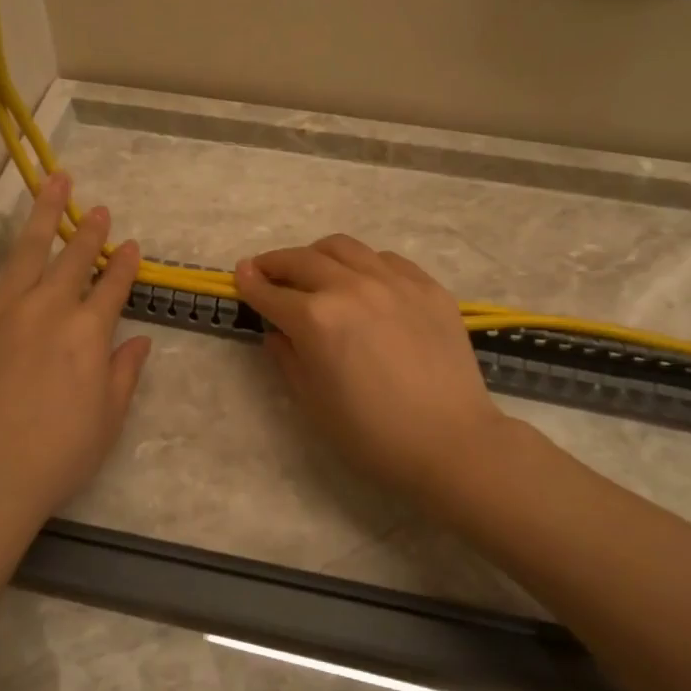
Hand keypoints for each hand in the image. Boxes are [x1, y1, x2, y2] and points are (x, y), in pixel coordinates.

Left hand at [0, 174, 151, 534]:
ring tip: (54, 181)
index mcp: (87, 334)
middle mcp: (47, 309)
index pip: (113, 287)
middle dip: (89, 231)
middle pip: (73, 260)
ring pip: (26, 249)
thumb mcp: (107, 421)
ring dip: (43, 214)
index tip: (131, 246)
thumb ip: (125, 373)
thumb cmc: (54, 459)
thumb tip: (141, 339)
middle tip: (98, 208)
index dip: (124, 265)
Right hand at [233, 235, 506, 498]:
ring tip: (313, 270)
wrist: (451, 443)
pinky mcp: (427, 286)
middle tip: (265, 270)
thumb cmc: (372, 434)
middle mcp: (351, 287)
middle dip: (276, 263)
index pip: (271, 292)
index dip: (249, 283)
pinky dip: (362, 264)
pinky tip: (363, 282)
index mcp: (316, 319)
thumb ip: (287, 357)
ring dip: (317, 255)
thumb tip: (277, 330)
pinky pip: (385, 259)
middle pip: (302, 260)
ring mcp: (393, 282)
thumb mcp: (313, 402)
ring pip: (343, 247)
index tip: (239, 274)